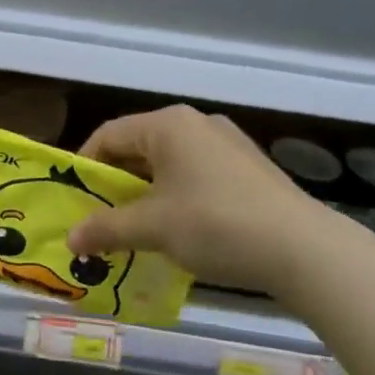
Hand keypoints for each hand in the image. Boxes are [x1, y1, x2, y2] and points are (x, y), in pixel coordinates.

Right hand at [66, 105, 330, 298]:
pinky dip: (177, 198)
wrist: (305, 250)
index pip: (108, 135)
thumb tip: (70, 239)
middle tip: (100, 218)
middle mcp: (196, 124)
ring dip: (146, 195)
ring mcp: (227, 144)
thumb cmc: (215, 224)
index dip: (85, 167)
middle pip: (138, 149)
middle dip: (115, 185)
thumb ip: (106, 228)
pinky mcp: (249, 169)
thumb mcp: (151, 228)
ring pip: (168, 165)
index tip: (74, 200)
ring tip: (137, 229)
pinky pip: (196, 176)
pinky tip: (179, 231)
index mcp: (168, 124)